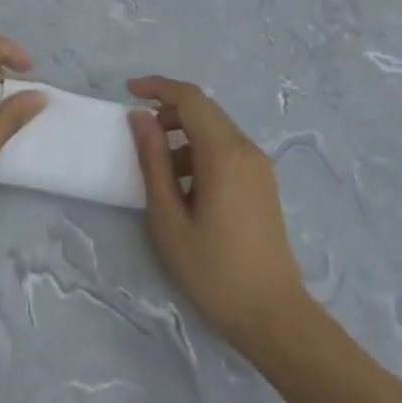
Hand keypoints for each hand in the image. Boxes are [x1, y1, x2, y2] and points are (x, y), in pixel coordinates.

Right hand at [127, 76, 308, 350]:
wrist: (272, 314)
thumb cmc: (213, 270)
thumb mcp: (169, 218)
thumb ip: (153, 161)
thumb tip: (139, 117)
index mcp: (224, 153)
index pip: (190, 98)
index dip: (158, 87)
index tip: (128, 91)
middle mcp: (246, 148)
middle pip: (204, 110)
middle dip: (169, 111)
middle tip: (138, 133)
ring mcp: (258, 165)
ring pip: (215, 130)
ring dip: (184, 135)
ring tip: (158, 170)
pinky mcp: (262, 182)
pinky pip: (227, 150)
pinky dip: (200, 152)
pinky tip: (184, 188)